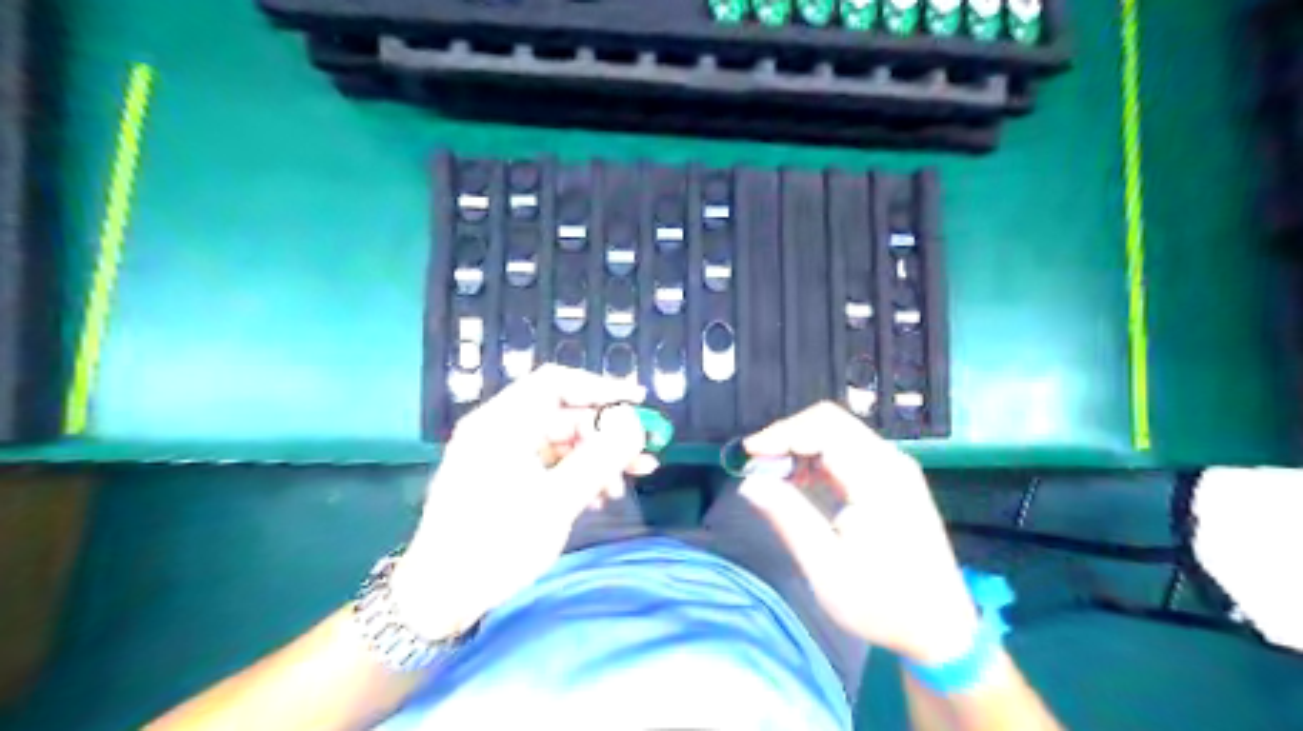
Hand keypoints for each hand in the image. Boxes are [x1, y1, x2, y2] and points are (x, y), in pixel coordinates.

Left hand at [385, 366, 652, 639]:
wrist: (439, 598)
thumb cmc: (496, 544)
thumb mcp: (557, 501)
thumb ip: (600, 458)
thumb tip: (635, 424)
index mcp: (502, 423)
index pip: (556, 383)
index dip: (601, 388)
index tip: (637, 403)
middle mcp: (499, 431)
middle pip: (563, 415)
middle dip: (605, 434)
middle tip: (641, 456)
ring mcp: (499, 456)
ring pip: (560, 442)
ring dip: (595, 459)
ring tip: (623, 486)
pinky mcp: (502, 480)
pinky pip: (548, 464)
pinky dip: (575, 475)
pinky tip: (597, 498)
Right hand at [744, 404, 975, 664]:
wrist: (942, 629)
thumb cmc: (882, 603)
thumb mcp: (826, 567)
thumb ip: (788, 516)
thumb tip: (749, 482)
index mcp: (878, 477)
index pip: (823, 427)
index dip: (781, 433)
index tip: (748, 455)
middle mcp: (890, 461)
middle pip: (830, 422)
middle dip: (788, 437)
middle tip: (757, 465)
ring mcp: (895, 469)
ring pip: (838, 434)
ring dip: (801, 447)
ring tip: (773, 477)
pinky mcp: (894, 480)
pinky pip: (849, 452)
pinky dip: (818, 459)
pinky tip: (801, 484)